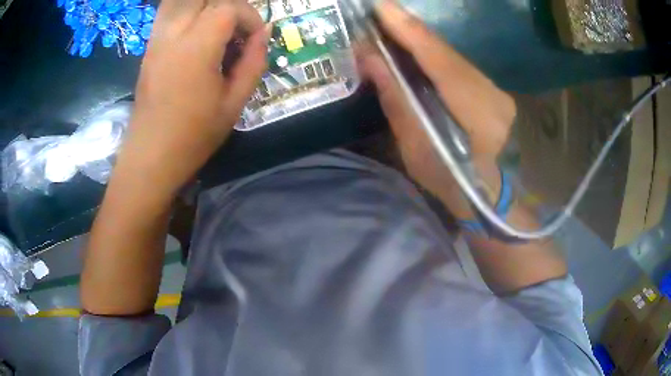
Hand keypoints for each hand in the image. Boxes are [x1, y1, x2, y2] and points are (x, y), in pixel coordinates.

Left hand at [118, 0, 267, 197]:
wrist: (151, 156)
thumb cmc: (194, 135)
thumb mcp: (235, 103)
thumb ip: (254, 62)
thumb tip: (264, 34)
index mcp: (197, 48)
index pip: (228, 8)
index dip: (249, 17)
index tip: (255, 38)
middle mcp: (174, 34)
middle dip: (229, 6)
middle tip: (237, 29)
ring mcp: (157, 39)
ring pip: (180, 0)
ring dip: (204, 5)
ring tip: (216, 26)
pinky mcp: (149, 47)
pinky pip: (167, 12)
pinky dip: (186, 11)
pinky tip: (195, 30)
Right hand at [358, 1, 515, 218]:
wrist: (492, 198)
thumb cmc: (453, 182)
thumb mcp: (417, 149)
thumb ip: (397, 100)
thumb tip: (371, 59)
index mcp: (473, 110)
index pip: (437, 58)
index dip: (408, 29)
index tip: (381, 6)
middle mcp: (488, 91)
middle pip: (444, 51)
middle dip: (409, 29)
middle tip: (378, 13)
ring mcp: (494, 90)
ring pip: (451, 56)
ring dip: (419, 39)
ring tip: (390, 25)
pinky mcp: (492, 91)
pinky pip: (457, 65)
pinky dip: (433, 53)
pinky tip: (415, 47)